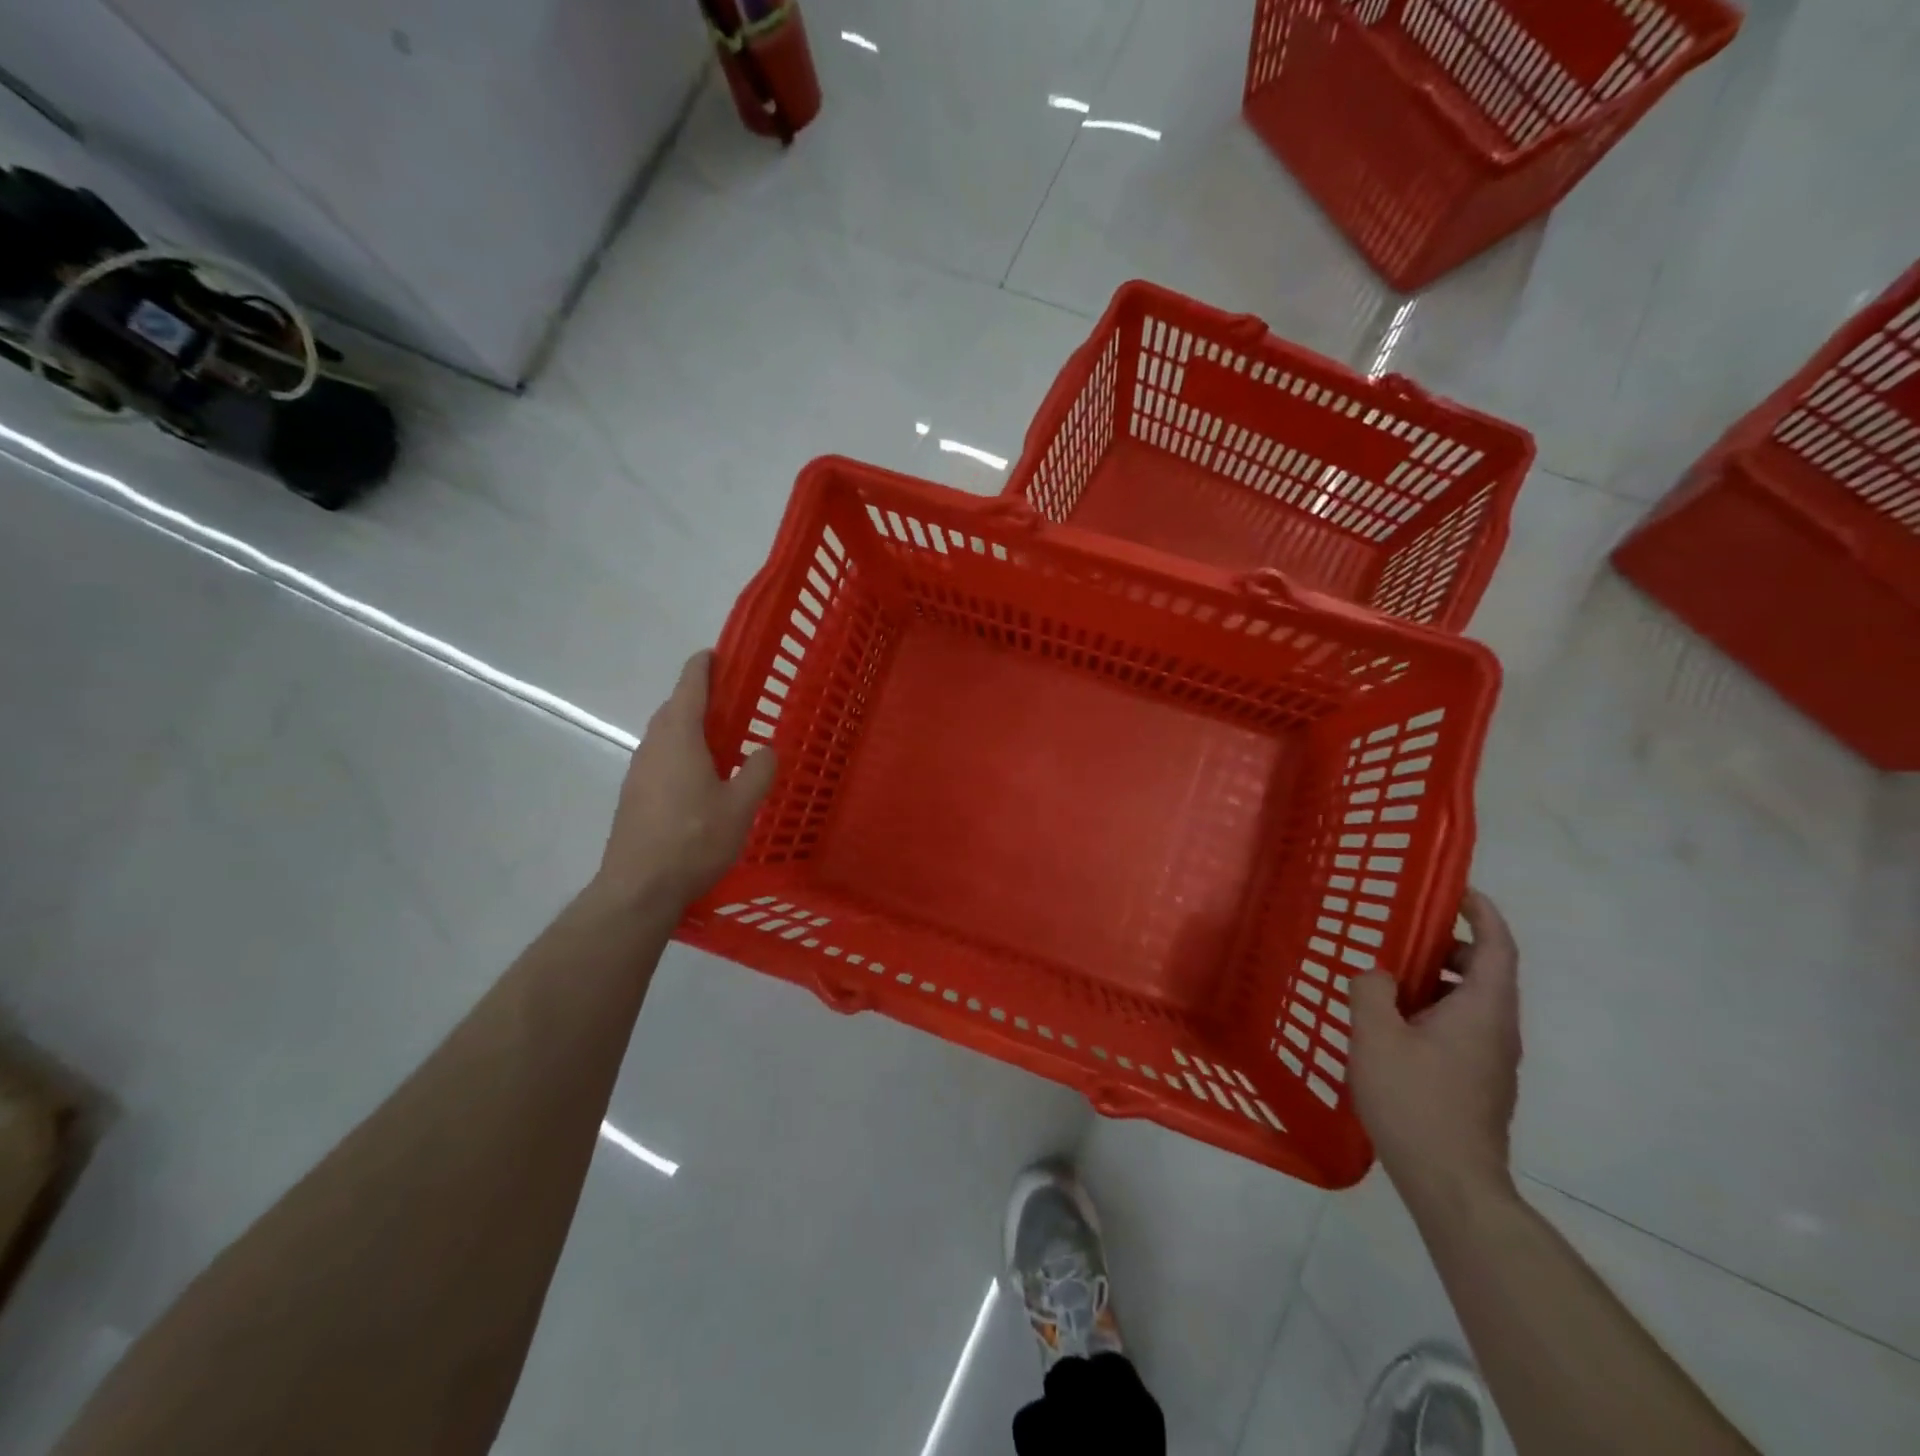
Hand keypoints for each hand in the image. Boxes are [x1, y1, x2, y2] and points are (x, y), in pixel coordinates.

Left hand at [591, 650, 776, 911]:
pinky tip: (701, 780)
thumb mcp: (741, 806)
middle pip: (675, 708)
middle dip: (700, 698)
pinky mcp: (634, 796)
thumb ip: (758, 771)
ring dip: (691, 728)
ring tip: (723, 742)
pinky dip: (682, 754)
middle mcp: (654, 745)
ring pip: (666, 736)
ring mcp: (639, 771)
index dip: (704, 665)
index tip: (718, 654)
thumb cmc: (693, 840)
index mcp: (679, 737)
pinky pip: (661, 759)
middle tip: (734, 703)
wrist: (639, 888)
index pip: (690, 686)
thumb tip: (764, 749)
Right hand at [1350, 889, 1520, 1203]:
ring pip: (1471, 1003)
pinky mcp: (1478, 1084)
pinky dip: (1433, 1010)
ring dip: (1437, 981)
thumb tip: (1378, 976)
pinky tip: (1392, 1027)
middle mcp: (1497, 1030)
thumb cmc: (1416, 1100)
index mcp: (1483, 1009)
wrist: (1452, 1183)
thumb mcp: (1377, 1036)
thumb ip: (1371, 991)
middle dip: (1449, 946)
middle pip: (1485, 973)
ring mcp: (1492, 1061)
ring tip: (1387, 981)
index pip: (1497, 947)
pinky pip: (1461, 1029)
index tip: (1458, 891)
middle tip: (1404, 936)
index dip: (1483, 914)